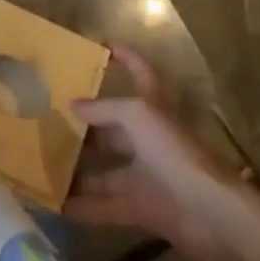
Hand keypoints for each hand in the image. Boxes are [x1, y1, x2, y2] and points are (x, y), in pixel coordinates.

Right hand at [65, 43, 259, 260]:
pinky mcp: (144, 208)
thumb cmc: (176, 153)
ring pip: (107, 169)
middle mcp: (149, 138)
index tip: (101, 44)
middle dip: (87, 122)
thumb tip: (73, 105)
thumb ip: (104, 109)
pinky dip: (85, 206)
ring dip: (80, 168)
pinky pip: (107, 205)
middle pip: (114, 126)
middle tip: (50, 116)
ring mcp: (147, 174)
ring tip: (45, 161)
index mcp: (152, 108)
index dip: (125, 56)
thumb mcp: (137, 117)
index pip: (140, 72)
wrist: (214, 215)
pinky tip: (57, 203)